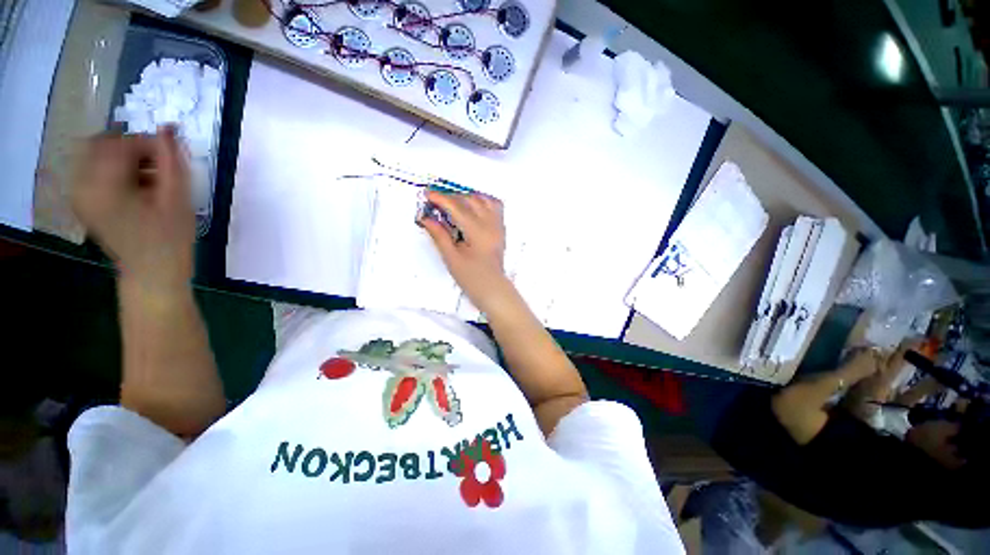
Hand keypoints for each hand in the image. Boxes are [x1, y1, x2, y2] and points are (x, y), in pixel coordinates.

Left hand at [73, 128, 193, 291]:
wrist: (152, 273)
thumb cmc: (170, 239)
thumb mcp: (178, 199)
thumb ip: (172, 161)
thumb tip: (169, 128)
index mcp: (102, 185)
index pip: (119, 142)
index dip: (148, 144)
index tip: (170, 159)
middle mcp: (82, 184)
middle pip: (102, 144)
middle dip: (132, 148)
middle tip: (158, 166)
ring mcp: (79, 193)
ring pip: (97, 155)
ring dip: (125, 159)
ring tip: (150, 180)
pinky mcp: (83, 201)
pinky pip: (94, 169)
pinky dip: (115, 170)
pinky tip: (136, 187)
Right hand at [419, 190, 511, 311]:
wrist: (492, 288)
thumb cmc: (471, 277)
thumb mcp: (451, 258)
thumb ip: (440, 235)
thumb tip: (426, 218)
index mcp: (477, 231)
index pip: (457, 207)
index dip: (441, 198)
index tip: (427, 193)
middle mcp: (490, 224)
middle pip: (470, 200)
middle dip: (452, 196)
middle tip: (436, 201)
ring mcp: (498, 225)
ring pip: (484, 200)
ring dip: (467, 197)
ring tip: (453, 203)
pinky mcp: (501, 229)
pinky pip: (495, 206)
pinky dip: (483, 201)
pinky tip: (473, 206)